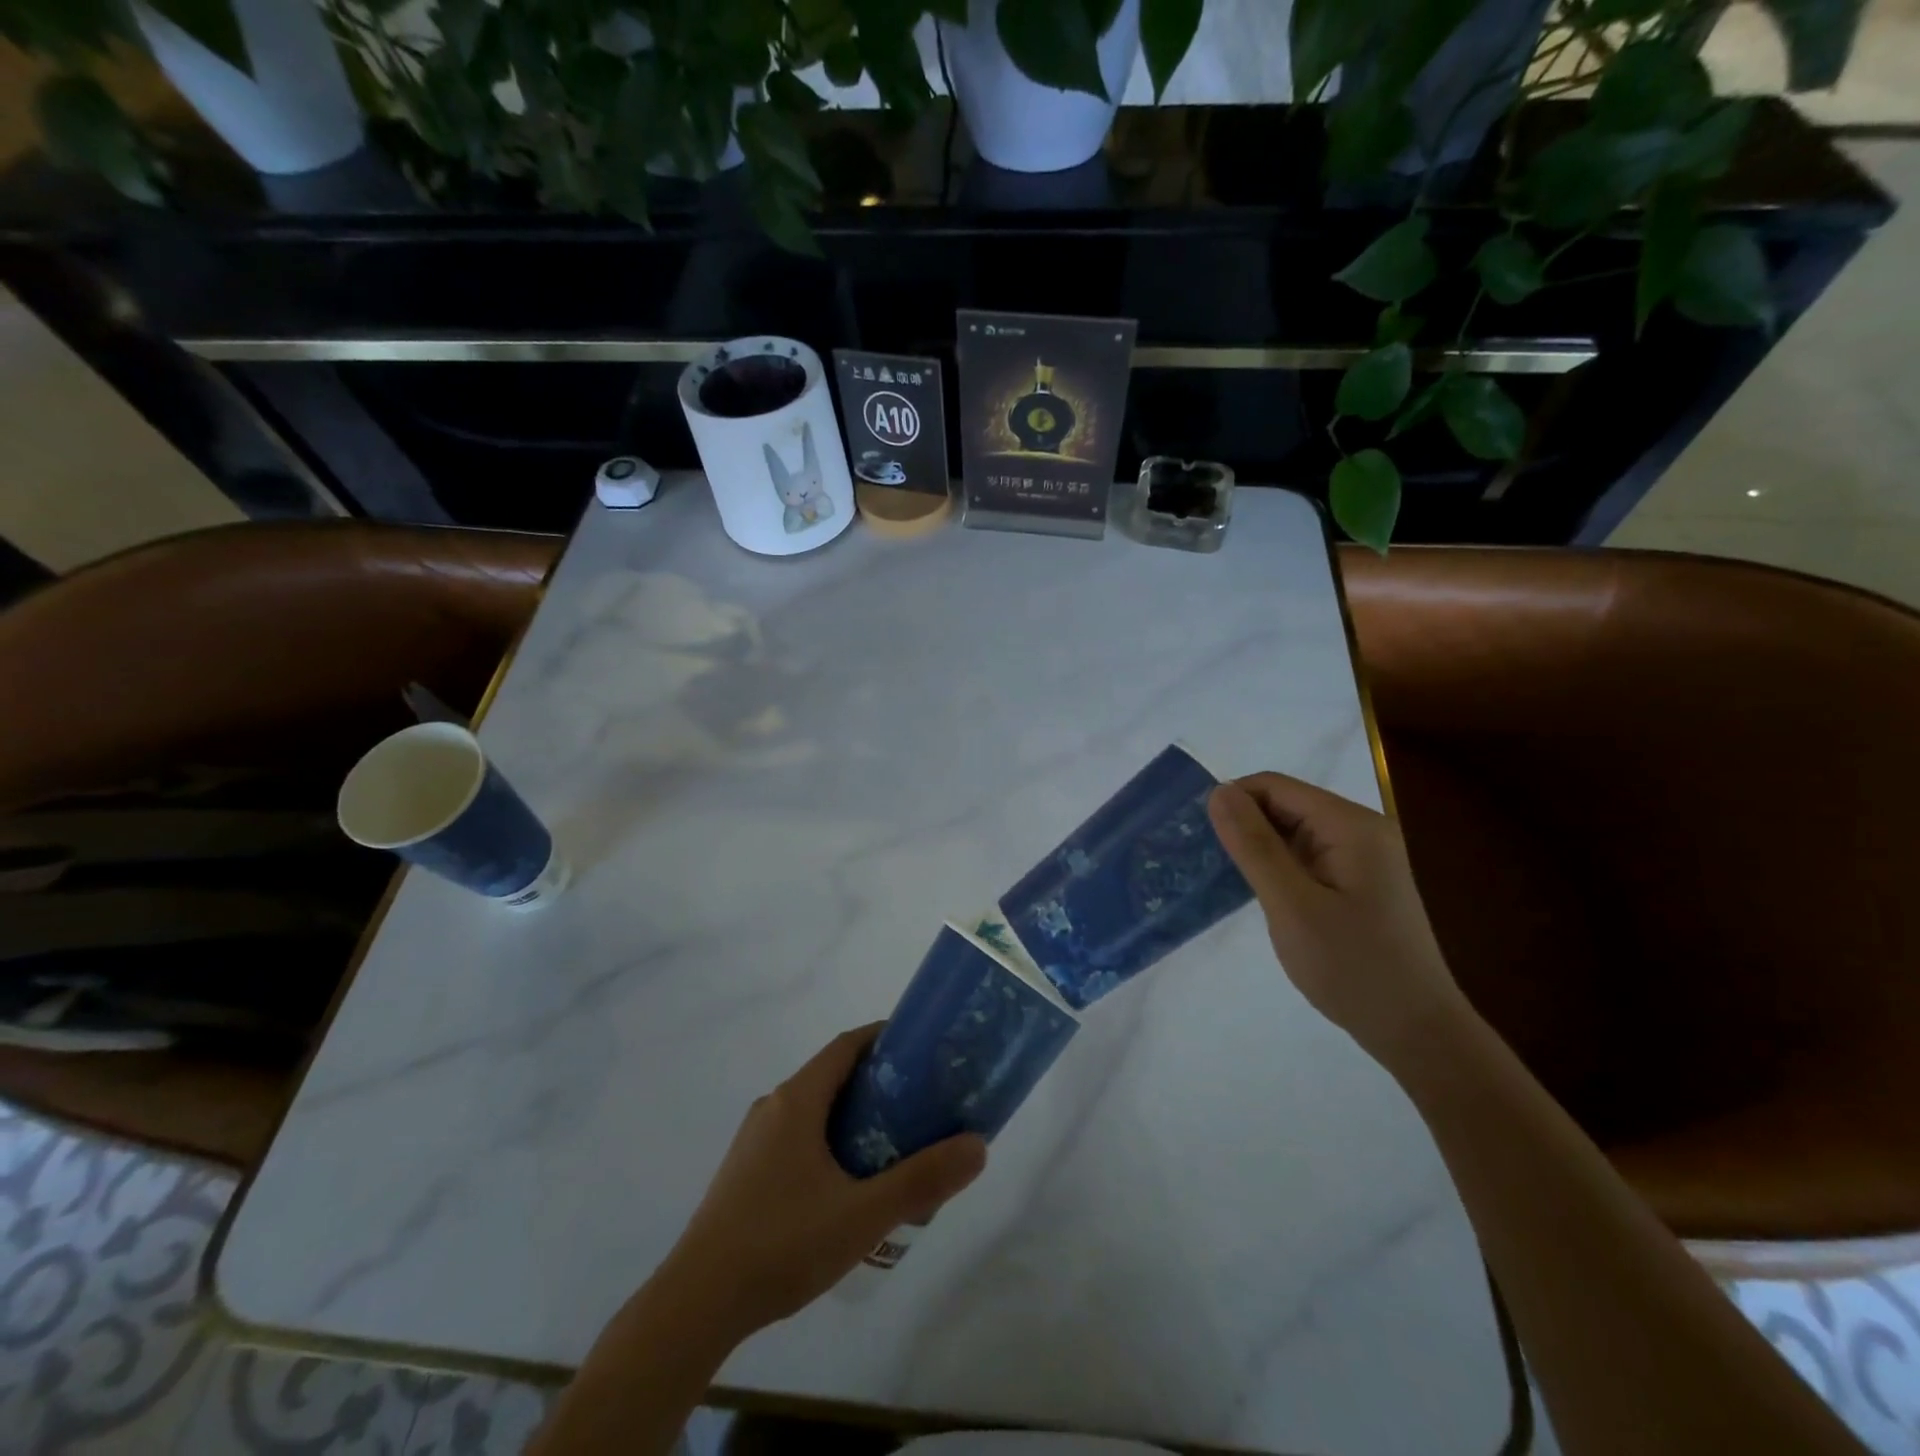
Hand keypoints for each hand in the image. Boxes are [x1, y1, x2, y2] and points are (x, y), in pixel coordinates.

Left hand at [661, 1025, 986, 1339]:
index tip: (922, 1047)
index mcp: (797, 1100)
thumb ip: (922, 1180)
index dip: (884, 1037)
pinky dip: (829, 1139)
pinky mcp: (745, 1172)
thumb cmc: (782, 1244)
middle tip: (920, 1101)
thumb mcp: (862, 1215)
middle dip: (877, 1080)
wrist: (695, 1305)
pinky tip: (847, 1183)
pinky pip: (797, 1136)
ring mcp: (754, 1140)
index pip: (846, 1045)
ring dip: (853, 1114)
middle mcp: (773, 1107)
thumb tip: (978, 1145)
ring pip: (814, 1108)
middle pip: (832, 1075)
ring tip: (893, 1142)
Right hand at [1208, 773, 1472, 1070]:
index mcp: (1352, 826)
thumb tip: (1217, 792)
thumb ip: (1253, 845)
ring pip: (1293, 831)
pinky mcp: (1360, 881)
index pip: (1275, 786)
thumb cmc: (1352, 967)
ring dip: (1259, 848)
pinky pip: (1307, 856)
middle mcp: (1362, 830)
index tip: (1200, 838)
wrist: (1416, 1033)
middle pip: (1285, 805)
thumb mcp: (1292, 905)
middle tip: (1208, 863)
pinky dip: (1278, 867)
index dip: (1233, 802)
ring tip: (1228, 880)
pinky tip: (1261, 894)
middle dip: (1244, 825)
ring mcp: (1364, 856)